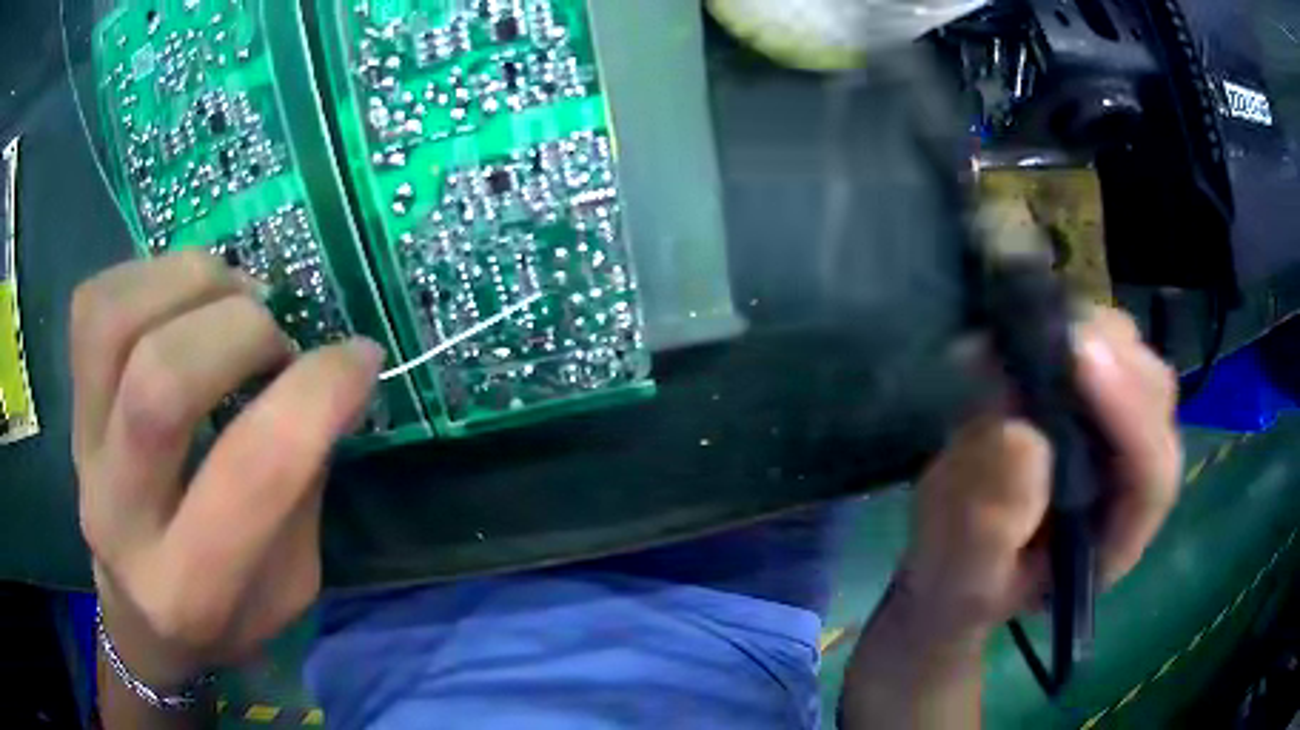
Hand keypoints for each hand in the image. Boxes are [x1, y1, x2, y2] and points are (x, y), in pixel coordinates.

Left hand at [72, 252, 382, 688]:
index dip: (317, 393)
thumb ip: (301, 489)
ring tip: (228, 297)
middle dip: (241, 329)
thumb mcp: (289, 586)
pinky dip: (147, 276)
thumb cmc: (223, 616)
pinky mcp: (70, 407)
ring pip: (114, 324)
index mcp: (193, 588)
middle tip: (275, 335)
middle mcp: (121, 518)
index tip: (360, 357)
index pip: (253, 471)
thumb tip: (323, 377)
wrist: (138, 621)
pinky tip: (181, 299)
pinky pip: (92, 305)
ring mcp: (83, 453)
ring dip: (190, 284)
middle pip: (160, 383)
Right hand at [897, 306, 1182, 639]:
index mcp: (1113, 541)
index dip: (1129, 414)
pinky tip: (1019, 330)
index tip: (1077, 358)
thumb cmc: (958, 582)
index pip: (1152, 476)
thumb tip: (1022, 436)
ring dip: (1089, 334)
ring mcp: (1114, 435)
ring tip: (1027, 331)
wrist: (953, 560)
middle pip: (1155, 402)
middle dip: (1113, 359)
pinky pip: (1098, 346)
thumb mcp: (961, 574)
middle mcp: (1129, 481)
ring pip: (1133, 361)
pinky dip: (1063, 327)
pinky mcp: (1088, 401)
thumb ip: (989, 526)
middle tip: (1050, 333)